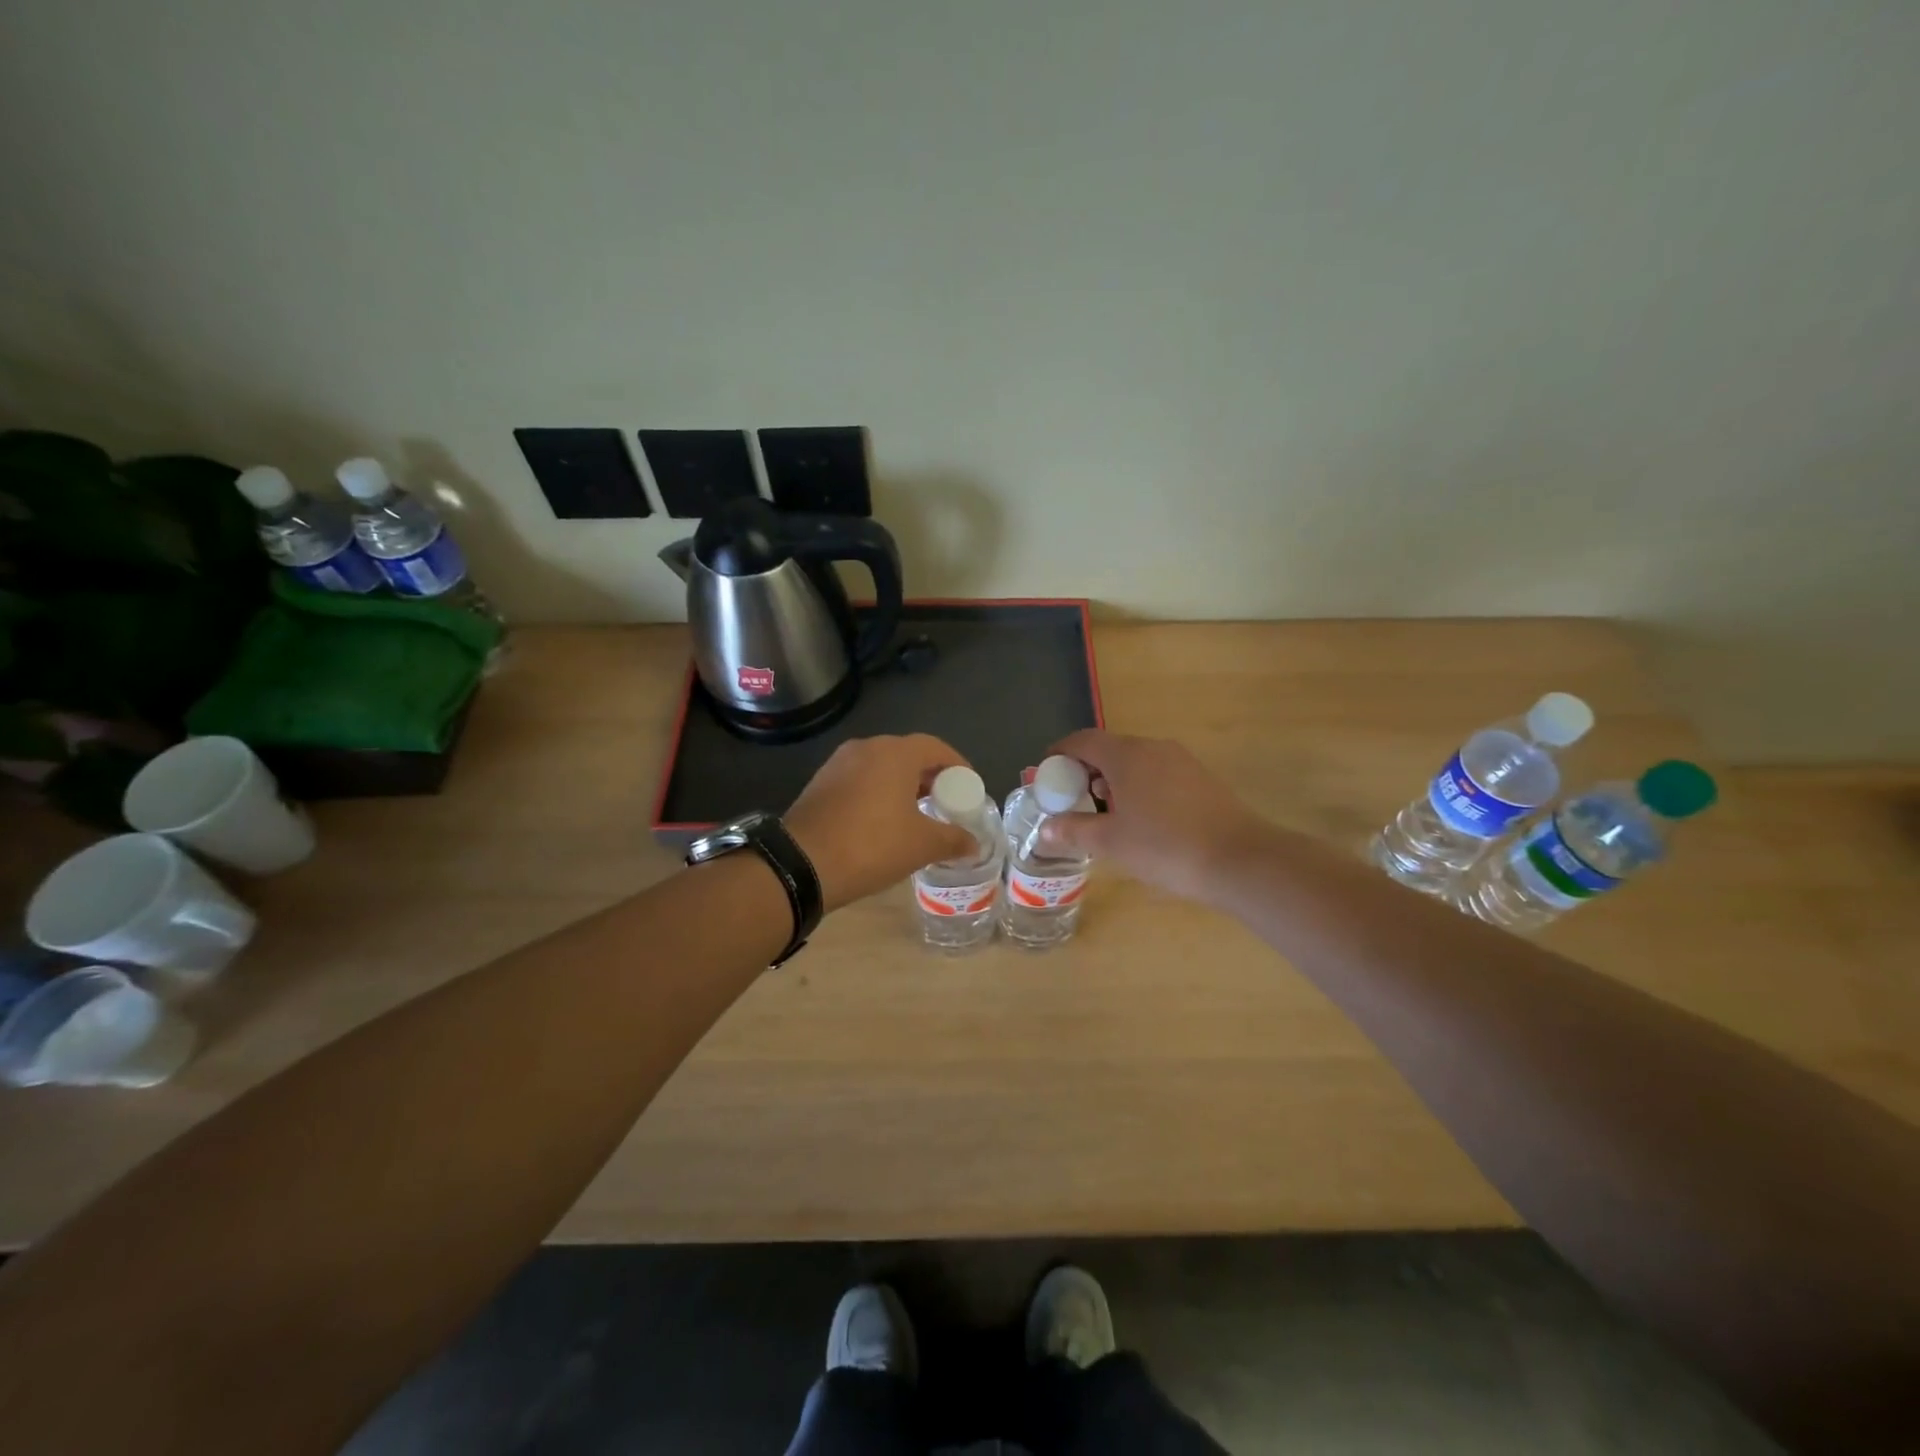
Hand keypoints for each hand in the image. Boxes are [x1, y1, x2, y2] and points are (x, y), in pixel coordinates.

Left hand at [785, 735, 978, 910]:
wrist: (801, 864)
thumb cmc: (872, 845)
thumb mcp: (921, 845)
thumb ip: (952, 839)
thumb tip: (974, 845)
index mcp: (895, 753)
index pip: (936, 747)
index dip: (958, 766)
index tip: (968, 789)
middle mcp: (866, 748)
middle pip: (908, 755)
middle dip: (930, 777)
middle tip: (945, 804)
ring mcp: (839, 763)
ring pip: (882, 767)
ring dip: (903, 786)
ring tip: (917, 815)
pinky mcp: (821, 783)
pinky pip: (860, 780)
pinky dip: (878, 793)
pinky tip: (883, 822)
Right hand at [1036, 729, 1272, 904]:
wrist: (1239, 859)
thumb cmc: (1165, 847)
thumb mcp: (1111, 842)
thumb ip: (1074, 831)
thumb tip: (1045, 830)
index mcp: (1126, 755)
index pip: (1083, 741)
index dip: (1060, 753)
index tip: (1046, 773)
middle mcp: (1153, 748)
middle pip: (1109, 748)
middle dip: (1085, 769)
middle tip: (1071, 798)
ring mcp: (1181, 761)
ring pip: (1135, 760)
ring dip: (1113, 779)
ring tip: (1103, 811)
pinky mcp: (1200, 778)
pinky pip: (1157, 772)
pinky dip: (1138, 785)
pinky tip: (1141, 818)